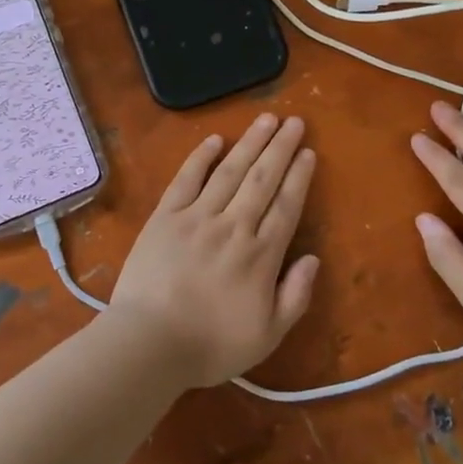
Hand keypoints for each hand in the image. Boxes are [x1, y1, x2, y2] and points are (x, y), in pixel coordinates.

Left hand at [108, 113, 320, 388]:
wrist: (149, 343)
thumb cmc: (210, 345)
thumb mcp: (267, 335)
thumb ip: (295, 296)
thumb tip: (313, 258)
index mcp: (260, 255)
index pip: (286, 206)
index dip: (299, 177)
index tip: (308, 152)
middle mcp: (233, 226)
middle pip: (262, 179)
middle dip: (281, 147)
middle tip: (295, 121)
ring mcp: (197, 216)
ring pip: (230, 171)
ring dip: (250, 142)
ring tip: (266, 118)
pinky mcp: (165, 216)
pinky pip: (186, 179)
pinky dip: (201, 157)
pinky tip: (215, 139)